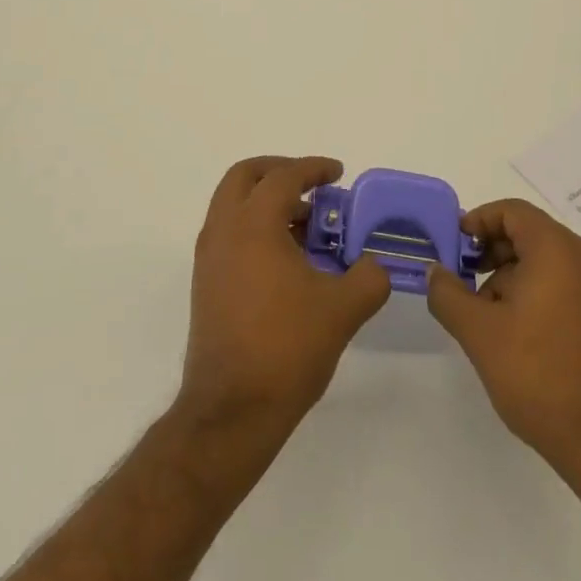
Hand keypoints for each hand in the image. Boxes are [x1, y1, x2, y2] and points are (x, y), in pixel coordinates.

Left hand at [179, 157, 390, 434]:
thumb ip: (369, 277)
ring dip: (267, 202)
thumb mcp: (343, 309)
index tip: (338, 173)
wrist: (231, 412)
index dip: (313, 168)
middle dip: (279, 171)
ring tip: (307, 226)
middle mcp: (224, 231)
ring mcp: (209, 258)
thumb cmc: (286, 348)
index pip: (283, 176)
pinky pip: (230, 234)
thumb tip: (375, 265)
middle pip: (245, 177)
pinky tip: (288, 259)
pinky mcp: (206, 284)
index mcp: (253, 224)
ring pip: (234, 205)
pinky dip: (256, 228)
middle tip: (311, 185)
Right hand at [427, 198, 580, 474]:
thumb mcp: (479, 332)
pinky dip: (530, 290)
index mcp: (556, 249)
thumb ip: (448, 294)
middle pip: (527, 232)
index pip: (511, 211)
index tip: (453, 248)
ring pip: (541, 259)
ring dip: (507, 274)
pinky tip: (511, 331)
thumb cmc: (538, 375)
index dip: (477, 221)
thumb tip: (435, 272)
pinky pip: (558, 281)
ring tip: (482, 313)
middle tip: (461, 279)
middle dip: (489, 250)